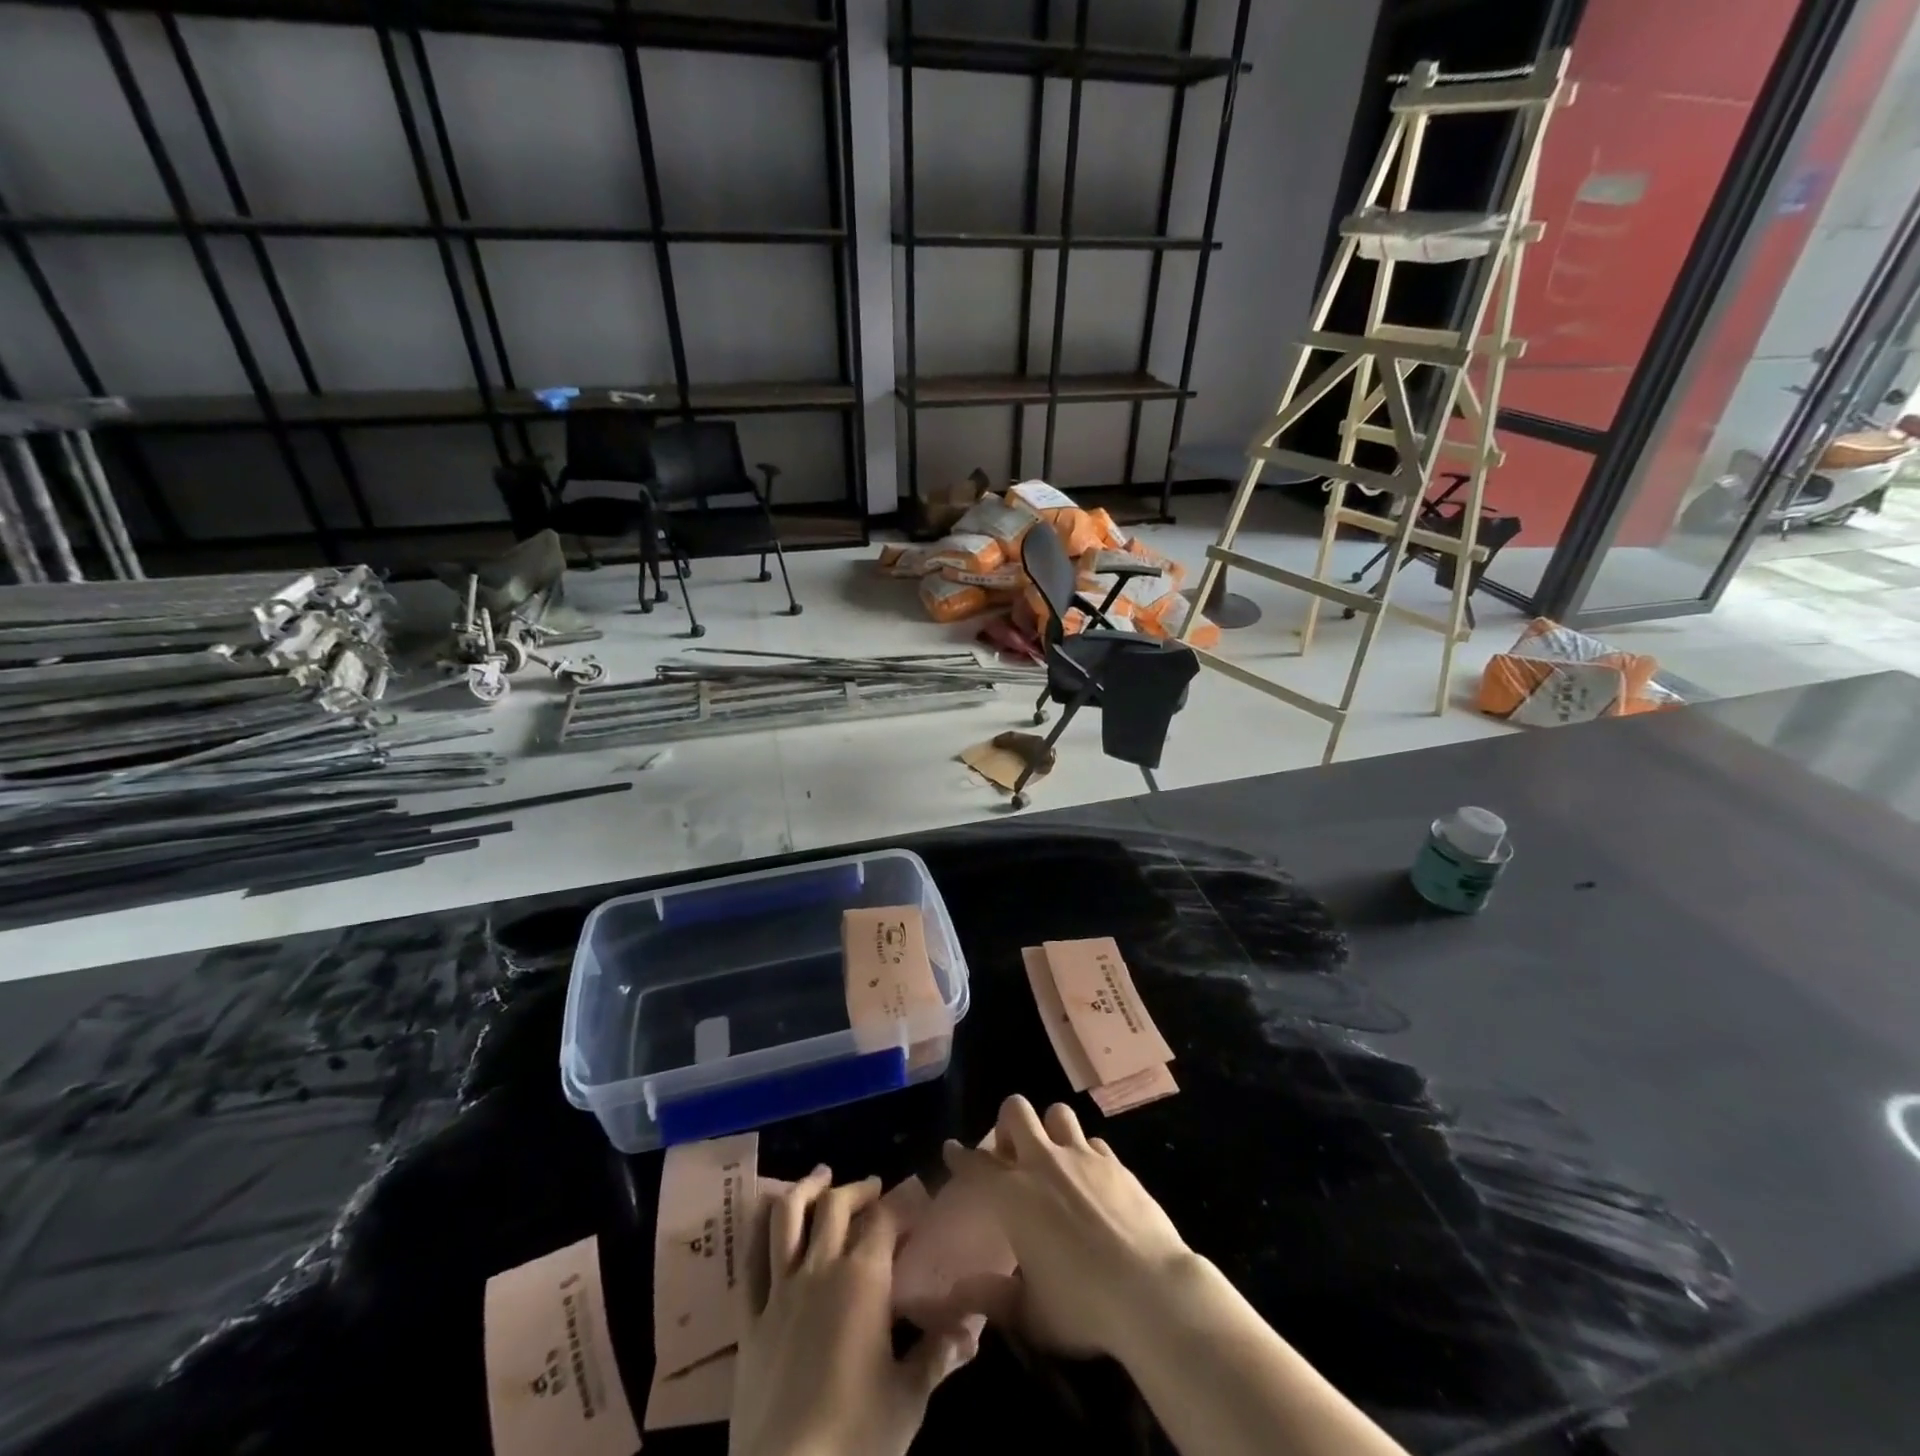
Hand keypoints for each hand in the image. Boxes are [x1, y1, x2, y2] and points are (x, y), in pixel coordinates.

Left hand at [731, 1167, 976, 1455]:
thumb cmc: (855, 1439)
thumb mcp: (908, 1400)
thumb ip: (940, 1354)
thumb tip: (976, 1325)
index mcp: (864, 1279)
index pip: (886, 1220)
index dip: (903, 1204)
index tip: (918, 1201)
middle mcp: (820, 1268)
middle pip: (837, 1205)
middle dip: (859, 1189)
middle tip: (875, 1188)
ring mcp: (779, 1290)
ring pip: (787, 1216)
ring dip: (806, 1189)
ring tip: (821, 1177)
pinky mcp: (749, 1317)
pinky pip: (750, 1258)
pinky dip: (759, 1226)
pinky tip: (768, 1214)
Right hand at [942, 1095, 1192, 1358]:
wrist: (1152, 1292)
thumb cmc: (1083, 1307)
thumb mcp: (1030, 1315)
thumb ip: (992, 1298)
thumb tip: (958, 1291)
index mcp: (1013, 1195)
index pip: (976, 1165)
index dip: (960, 1156)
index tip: (952, 1149)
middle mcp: (1044, 1163)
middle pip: (1016, 1111)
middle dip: (1008, 1124)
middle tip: (1011, 1154)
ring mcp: (1082, 1157)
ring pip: (1057, 1113)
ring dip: (1050, 1129)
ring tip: (1053, 1157)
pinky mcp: (1115, 1163)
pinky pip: (1093, 1141)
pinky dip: (1086, 1153)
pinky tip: (1091, 1178)